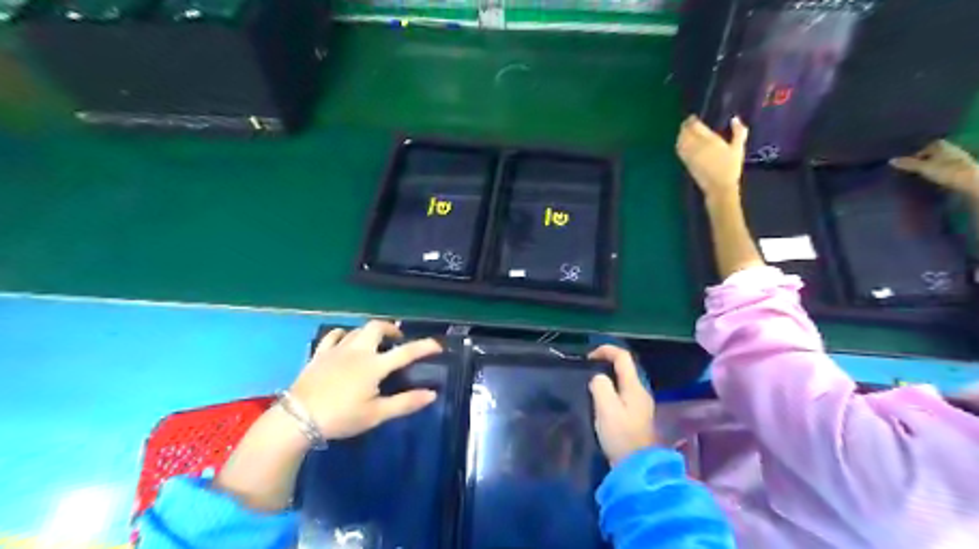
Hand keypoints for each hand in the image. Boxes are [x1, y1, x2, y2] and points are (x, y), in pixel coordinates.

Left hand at [291, 320, 440, 439]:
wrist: (298, 419)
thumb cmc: (341, 417)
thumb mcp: (376, 414)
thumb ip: (405, 402)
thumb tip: (432, 394)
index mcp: (374, 366)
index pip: (406, 352)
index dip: (424, 347)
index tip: (437, 345)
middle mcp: (358, 351)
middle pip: (377, 327)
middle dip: (391, 329)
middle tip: (398, 340)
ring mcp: (336, 350)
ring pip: (357, 330)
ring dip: (370, 332)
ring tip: (375, 342)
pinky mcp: (319, 354)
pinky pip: (332, 336)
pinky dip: (343, 334)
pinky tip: (344, 339)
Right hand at [589, 345, 655, 464]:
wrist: (637, 467)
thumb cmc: (621, 435)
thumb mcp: (606, 408)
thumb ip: (600, 386)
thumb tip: (597, 378)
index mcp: (634, 387)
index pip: (623, 357)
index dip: (606, 350)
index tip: (588, 357)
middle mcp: (640, 392)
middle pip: (625, 368)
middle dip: (606, 363)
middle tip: (587, 369)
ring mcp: (640, 405)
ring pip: (623, 382)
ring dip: (607, 378)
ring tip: (589, 384)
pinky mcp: (636, 417)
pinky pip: (622, 394)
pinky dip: (610, 390)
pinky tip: (599, 401)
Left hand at [675, 114, 751, 198]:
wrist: (719, 187)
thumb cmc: (731, 167)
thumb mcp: (738, 149)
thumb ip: (739, 132)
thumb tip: (735, 119)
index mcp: (710, 140)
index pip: (695, 126)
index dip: (692, 120)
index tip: (694, 117)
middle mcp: (697, 146)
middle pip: (685, 131)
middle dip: (685, 125)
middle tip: (689, 122)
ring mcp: (689, 155)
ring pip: (680, 140)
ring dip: (681, 133)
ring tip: (685, 130)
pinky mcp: (686, 162)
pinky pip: (679, 149)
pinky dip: (679, 143)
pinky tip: (683, 142)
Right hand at [892, 138, 978, 197]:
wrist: (969, 180)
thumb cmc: (945, 171)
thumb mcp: (922, 168)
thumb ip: (907, 164)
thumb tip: (890, 160)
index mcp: (940, 145)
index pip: (925, 147)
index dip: (916, 155)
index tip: (909, 164)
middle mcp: (950, 147)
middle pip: (933, 153)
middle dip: (924, 160)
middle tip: (914, 170)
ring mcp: (958, 156)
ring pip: (940, 159)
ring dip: (933, 165)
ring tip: (924, 175)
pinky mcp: (963, 165)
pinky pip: (947, 165)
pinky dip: (941, 170)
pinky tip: (936, 177)